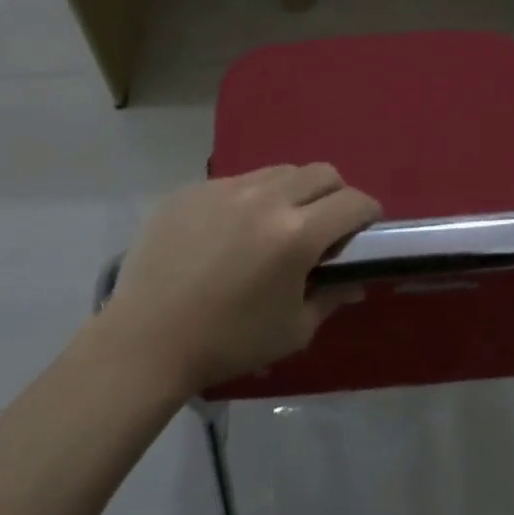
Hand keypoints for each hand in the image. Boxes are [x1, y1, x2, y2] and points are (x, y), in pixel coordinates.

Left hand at [104, 165, 380, 393]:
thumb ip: (332, 298)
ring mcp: (225, 188)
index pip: (353, 202)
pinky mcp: (193, 190)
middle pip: (321, 172)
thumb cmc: (227, 343)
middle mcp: (266, 198)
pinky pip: (237, 182)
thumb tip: (355, 280)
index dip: (368, 213)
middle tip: (326, 224)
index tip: (366, 228)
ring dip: (294, 191)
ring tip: (278, 224)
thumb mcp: (292, 330)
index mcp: (296, 234)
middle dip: (336, 193)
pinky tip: (232, 232)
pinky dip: (250, 199)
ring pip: (279, 171)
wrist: (145, 341)